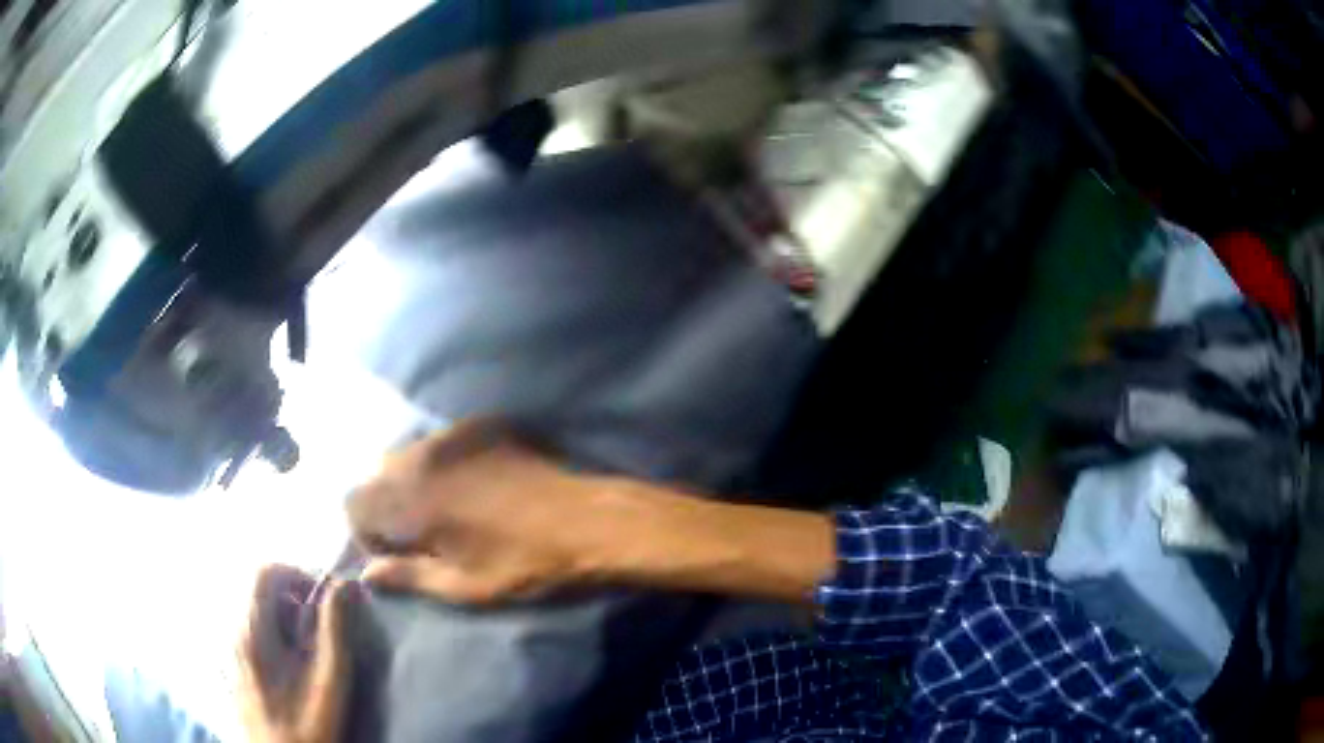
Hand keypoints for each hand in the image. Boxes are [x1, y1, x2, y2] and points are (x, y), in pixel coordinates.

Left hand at [237, 566, 352, 742]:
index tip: (324, 603)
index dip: (297, 574)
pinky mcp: (236, 667)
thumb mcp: (329, 681)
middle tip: (322, 636)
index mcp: (252, 630)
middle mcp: (235, 632)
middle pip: (260, 590)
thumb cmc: (309, 727)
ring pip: (258, 612)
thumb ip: (335, 630)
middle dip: (295, 602)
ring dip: (287, 622)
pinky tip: (295, 672)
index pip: (264, 571)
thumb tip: (345, 583)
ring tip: (311, 657)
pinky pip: (253, 633)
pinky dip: (277, 638)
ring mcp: (232, 651)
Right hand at [347, 421, 613, 603]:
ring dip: (413, 480)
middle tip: (423, 532)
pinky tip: (474, 483)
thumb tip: (366, 573)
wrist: (588, 524)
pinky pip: (442, 441)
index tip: (398, 551)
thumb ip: (409, 576)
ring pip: (407, 454)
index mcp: (412, 502)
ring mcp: (453, 436)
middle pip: (377, 475)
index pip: (354, 503)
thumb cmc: (525, 566)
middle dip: (387, 504)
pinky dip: (442, 462)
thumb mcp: (465, 586)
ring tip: (449, 506)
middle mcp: (422, 460)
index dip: (367, 531)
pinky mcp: (482, 425)